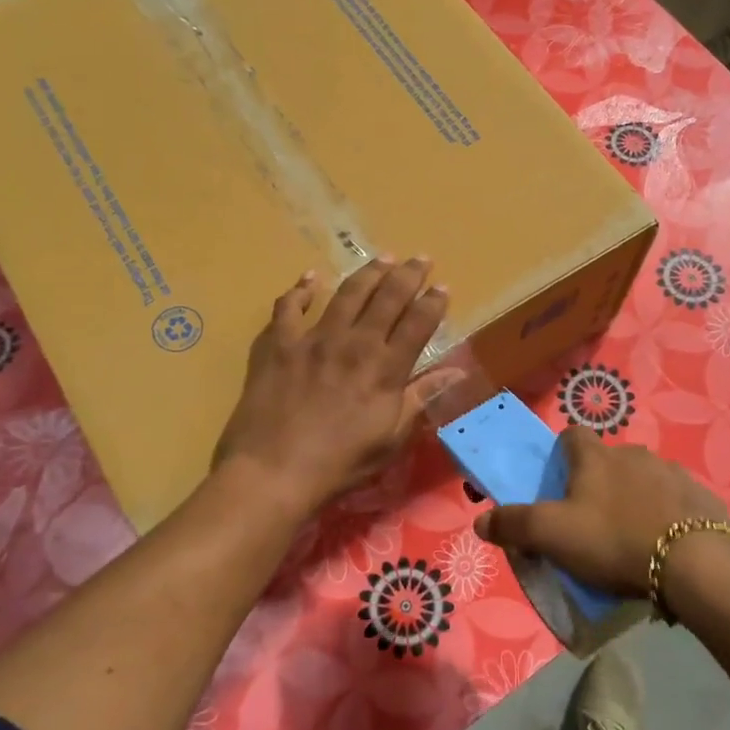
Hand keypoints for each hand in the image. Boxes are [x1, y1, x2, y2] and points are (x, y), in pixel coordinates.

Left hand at [215, 257, 449, 513]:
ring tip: (382, 258)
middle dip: (408, 275)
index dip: (433, 303)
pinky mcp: (278, 343)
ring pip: (347, 293)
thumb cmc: (340, 463)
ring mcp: (314, 338)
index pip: (418, 324)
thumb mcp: (391, 438)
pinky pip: (289, 306)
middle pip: (387, 298)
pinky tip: (312, 278)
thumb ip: (421, 398)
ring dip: (368, 273)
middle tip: (420, 258)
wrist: (273, 471)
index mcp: (385, 368)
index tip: (443, 287)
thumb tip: (457, 372)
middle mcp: (354, 343)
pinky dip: (301, 289)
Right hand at [473, 427, 726, 597]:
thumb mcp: (551, 536)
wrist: (694, 563)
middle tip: (591, 519)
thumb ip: (513, 525)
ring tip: (631, 536)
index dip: (561, 454)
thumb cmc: (613, 540)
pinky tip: (665, 544)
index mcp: (596, 458)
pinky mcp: (702, 497)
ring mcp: (672, 473)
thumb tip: (481, 520)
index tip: (558, 481)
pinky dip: (667, 514)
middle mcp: (634, 454)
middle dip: (598, 481)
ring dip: (635, 497)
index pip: (571, 435)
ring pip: (644, 478)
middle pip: (608, 459)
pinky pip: (676, 500)